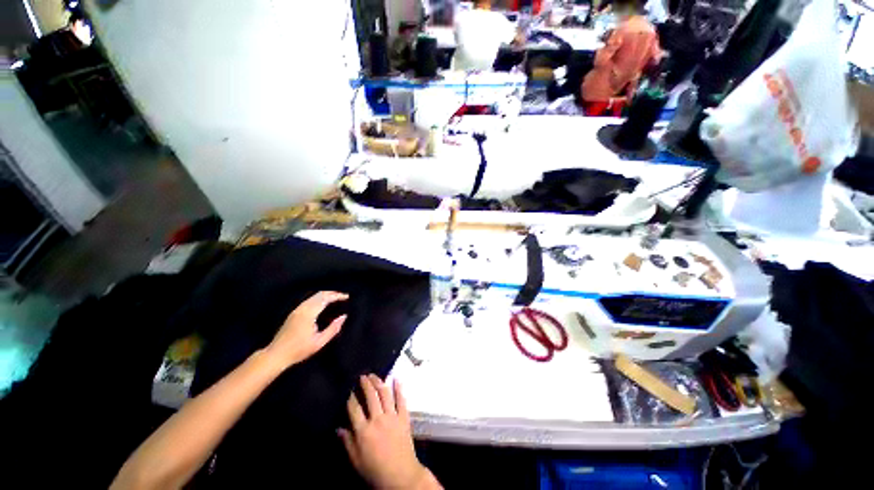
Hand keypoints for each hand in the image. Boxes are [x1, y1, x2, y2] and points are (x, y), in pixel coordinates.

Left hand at [263, 291, 347, 369]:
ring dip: (326, 295)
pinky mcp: (293, 313)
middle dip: (333, 293)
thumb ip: (333, 329)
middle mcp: (302, 308)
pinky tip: (323, 303)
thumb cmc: (298, 350)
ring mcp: (296, 310)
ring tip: (336, 298)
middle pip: (319, 294)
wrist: (276, 355)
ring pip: (313, 296)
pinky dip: (319, 298)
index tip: (347, 296)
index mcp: (309, 313)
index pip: (325, 298)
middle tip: (343, 296)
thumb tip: (344, 317)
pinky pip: (309, 300)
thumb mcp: (319, 342)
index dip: (337, 295)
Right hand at [339, 375, 438, 489]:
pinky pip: (401, 399)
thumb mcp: (356, 461)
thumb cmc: (375, 470)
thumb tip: (338, 428)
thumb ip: (347, 442)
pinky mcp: (404, 417)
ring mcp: (392, 416)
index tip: (349, 389)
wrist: (400, 476)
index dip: (351, 397)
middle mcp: (378, 419)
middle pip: (370, 396)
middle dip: (365, 384)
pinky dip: (399, 387)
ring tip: (374, 375)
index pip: (354, 408)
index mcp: (363, 430)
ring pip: (385, 394)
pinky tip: (396, 378)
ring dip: (379, 382)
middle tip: (362, 376)